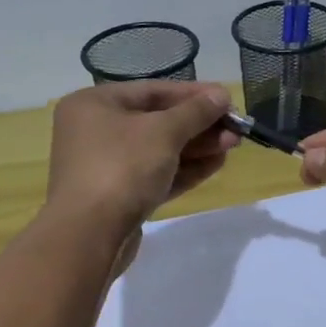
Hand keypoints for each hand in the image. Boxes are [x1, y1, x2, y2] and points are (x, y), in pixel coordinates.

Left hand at [46, 82, 239, 239]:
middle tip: (235, 129)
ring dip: (198, 147)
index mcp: (95, 104)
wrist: (90, 235)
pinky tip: (216, 164)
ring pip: (160, 150)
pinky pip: (157, 175)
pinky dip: (185, 169)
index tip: (227, 99)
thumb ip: (195, 112)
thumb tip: (221, 95)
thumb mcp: (163, 132)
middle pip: (158, 121)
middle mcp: (96, 131)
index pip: (153, 91)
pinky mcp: (120, 196)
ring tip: (232, 146)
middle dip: (200, 125)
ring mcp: (108, 166)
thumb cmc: (122, 168)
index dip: (194, 94)